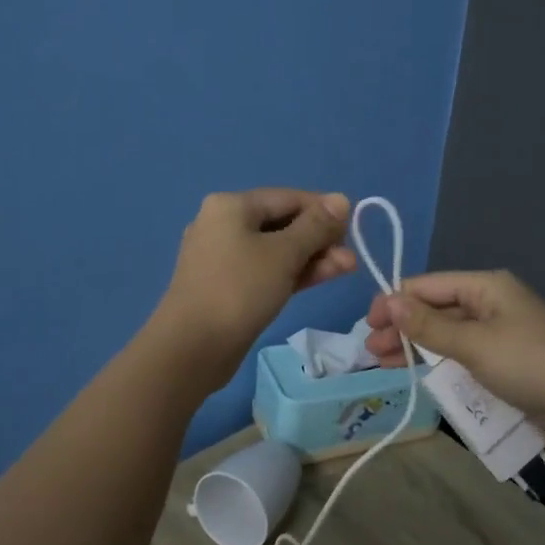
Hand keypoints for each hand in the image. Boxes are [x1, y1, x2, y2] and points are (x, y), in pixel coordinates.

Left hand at [153, 190, 355, 387]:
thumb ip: (316, 226)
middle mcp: (222, 224)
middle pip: (282, 223)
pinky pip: (265, 270)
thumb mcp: (284, 254)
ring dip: (311, 258)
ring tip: (347, 269)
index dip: (324, 210)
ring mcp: (222, 257)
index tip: (353, 228)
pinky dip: (291, 273)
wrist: (191, 348)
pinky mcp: (226, 286)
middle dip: (319, 239)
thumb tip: (341, 199)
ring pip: (275, 250)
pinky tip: (321, 278)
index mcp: (231, 206)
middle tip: (350, 258)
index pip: (288, 197)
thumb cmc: (239, 290)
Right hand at [364, 270, 544, 437]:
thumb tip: (388, 301)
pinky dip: (439, 360)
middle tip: (372, 351)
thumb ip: (428, 325)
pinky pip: (463, 353)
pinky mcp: (507, 360)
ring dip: (416, 345)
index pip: (426, 285)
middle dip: (402, 326)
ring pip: (447, 333)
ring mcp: (500, 332)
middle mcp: (490, 302)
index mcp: (484, 286)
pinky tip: (419, 373)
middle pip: (435, 308)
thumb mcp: (474, 343)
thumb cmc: (530, 364)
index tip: (368, 326)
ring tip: (385, 364)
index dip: (394, 302)